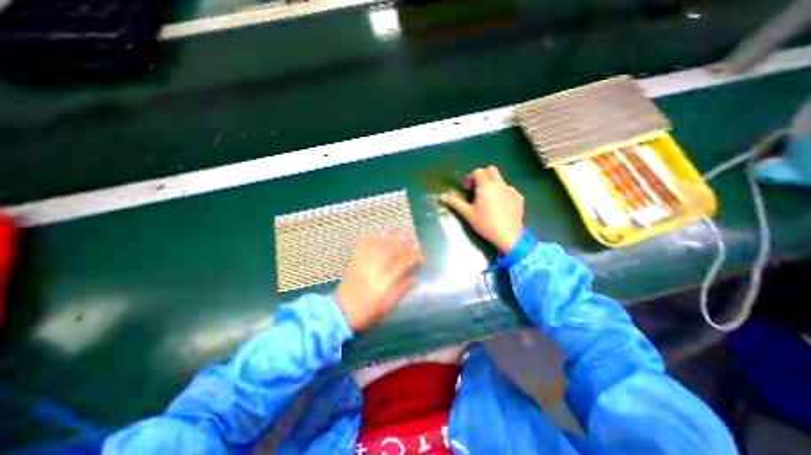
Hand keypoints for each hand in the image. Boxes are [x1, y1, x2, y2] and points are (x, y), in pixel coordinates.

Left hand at [334, 233, 421, 331]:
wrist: (341, 313)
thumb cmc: (368, 313)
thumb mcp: (388, 306)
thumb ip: (401, 290)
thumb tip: (413, 279)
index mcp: (387, 280)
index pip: (404, 262)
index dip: (414, 255)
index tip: (421, 254)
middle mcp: (376, 268)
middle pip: (392, 248)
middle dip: (403, 240)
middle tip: (411, 236)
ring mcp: (364, 263)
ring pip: (378, 244)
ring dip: (388, 236)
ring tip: (397, 230)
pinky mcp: (354, 262)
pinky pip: (362, 246)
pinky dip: (370, 238)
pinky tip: (375, 234)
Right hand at [437, 166, 526, 253]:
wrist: (508, 235)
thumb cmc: (485, 224)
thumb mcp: (468, 213)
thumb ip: (455, 202)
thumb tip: (441, 197)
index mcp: (486, 186)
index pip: (478, 171)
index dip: (471, 177)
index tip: (468, 189)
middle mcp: (500, 184)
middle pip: (491, 169)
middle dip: (483, 175)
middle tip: (478, 189)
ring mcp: (511, 190)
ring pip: (501, 180)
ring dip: (493, 184)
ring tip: (489, 199)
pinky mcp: (519, 197)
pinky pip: (509, 189)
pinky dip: (503, 193)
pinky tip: (500, 206)